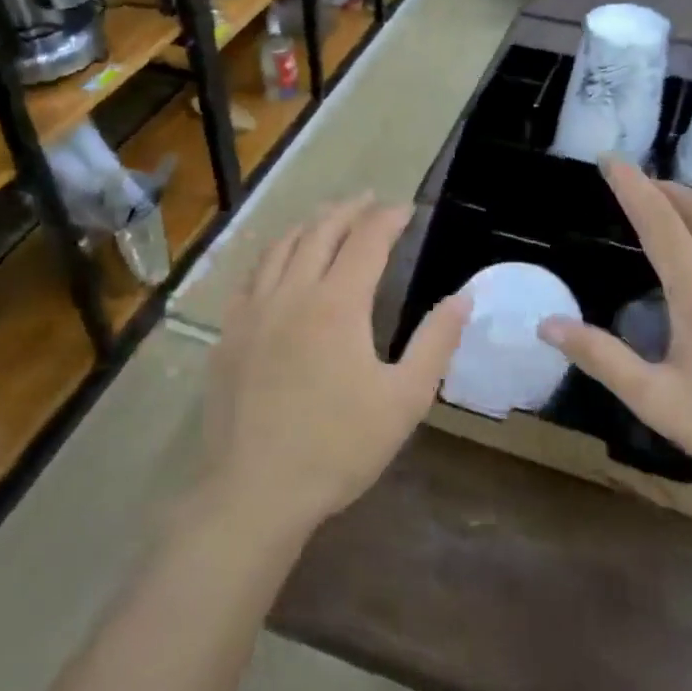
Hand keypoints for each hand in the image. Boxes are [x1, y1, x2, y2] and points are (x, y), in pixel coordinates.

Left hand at [202, 197, 471, 538]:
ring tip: (325, 217)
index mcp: (337, 305)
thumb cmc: (339, 447)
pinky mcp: (229, 334)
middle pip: (319, 233)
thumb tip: (462, 298)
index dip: (388, 219)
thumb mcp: (405, 399)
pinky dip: (271, 254)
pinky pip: (250, 277)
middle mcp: (292, 293)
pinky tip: (276, 261)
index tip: (407, 210)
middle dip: (348, 210)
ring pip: (280, 248)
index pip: (366, 241)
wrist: (256, 490)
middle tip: (368, 200)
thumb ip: (435, 343)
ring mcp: (254, 312)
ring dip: (307, 225)